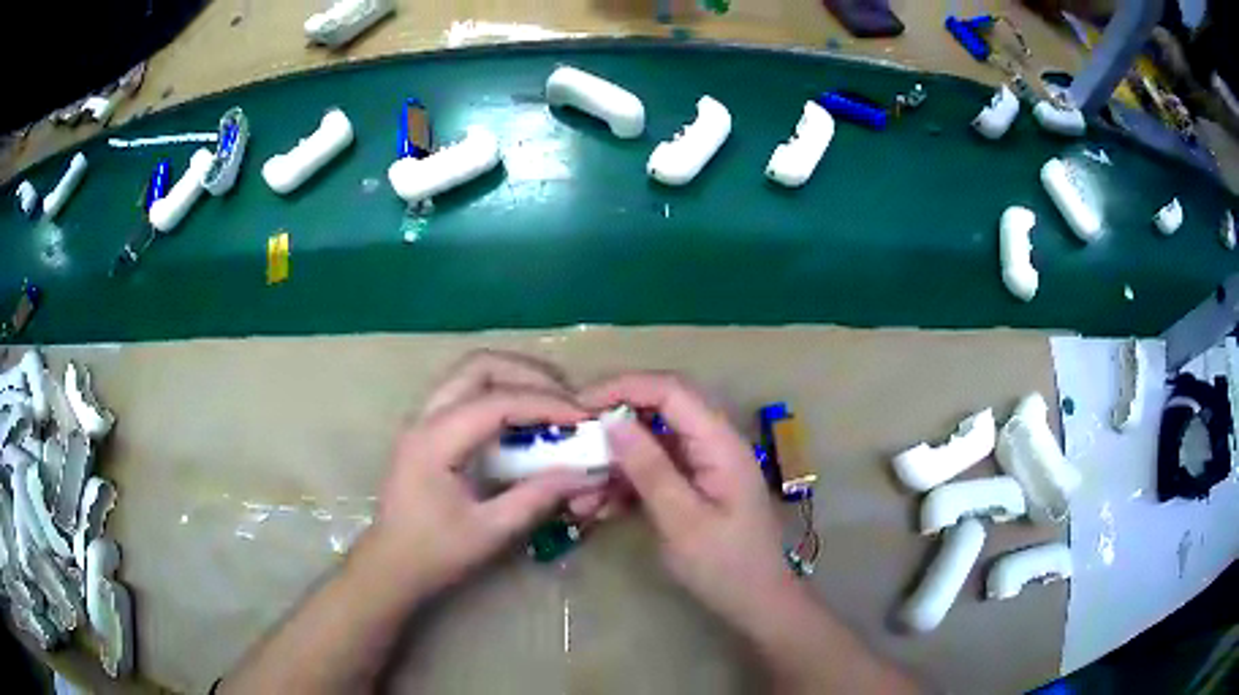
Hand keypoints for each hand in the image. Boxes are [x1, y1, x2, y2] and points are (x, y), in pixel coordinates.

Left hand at [364, 351, 599, 598]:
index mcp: (434, 440)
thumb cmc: (434, 554)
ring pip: (472, 373)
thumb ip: (537, 497)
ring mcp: (423, 419)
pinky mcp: (429, 430)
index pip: (497, 401)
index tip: (584, 418)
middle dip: (530, 374)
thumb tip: (584, 474)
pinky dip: (502, 394)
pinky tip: (525, 421)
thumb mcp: (490, 532)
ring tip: (553, 403)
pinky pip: (468, 392)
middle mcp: (425, 417)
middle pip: (479, 365)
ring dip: (516, 379)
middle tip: (568, 400)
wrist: (390, 567)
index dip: (545, 403)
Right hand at [580, 372, 801, 631]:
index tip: (578, 405)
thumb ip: (649, 468)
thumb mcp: (682, 520)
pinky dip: (624, 484)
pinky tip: (597, 507)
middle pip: (657, 412)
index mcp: (720, 442)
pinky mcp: (692, 485)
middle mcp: (712, 443)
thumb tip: (611, 419)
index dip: (623, 387)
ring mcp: (702, 465)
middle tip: (571, 444)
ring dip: (613, 462)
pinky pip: (653, 470)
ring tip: (579, 492)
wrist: (756, 603)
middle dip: (612, 424)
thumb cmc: (725, 565)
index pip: (670, 391)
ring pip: (649, 444)